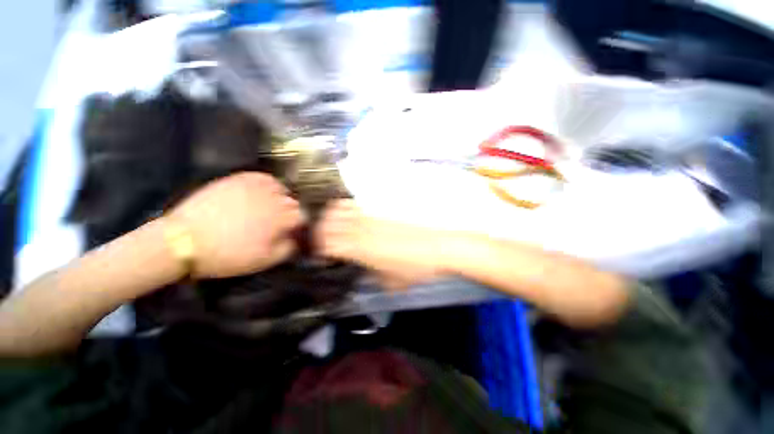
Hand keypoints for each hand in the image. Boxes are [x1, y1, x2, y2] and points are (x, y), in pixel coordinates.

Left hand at [167, 172, 303, 277]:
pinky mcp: (238, 180)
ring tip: (274, 206)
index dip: (299, 224)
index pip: (302, 216)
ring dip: (282, 198)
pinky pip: (263, 177)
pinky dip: (269, 183)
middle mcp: (273, 200)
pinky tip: (264, 191)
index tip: (293, 231)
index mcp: (280, 219)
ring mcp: (255, 188)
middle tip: (280, 223)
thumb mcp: (263, 261)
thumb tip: (296, 238)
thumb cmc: (227, 254)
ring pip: (281, 188)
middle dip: (291, 212)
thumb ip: (287, 249)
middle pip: (292, 202)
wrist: (184, 241)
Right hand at [315, 200, 445, 289]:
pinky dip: (346, 207)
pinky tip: (351, 215)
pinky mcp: (379, 208)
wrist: (437, 247)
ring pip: (338, 209)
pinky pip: (355, 204)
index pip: (326, 243)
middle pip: (327, 223)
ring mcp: (370, 216)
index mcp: (359, 250)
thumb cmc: (415, 269)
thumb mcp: (390, 281)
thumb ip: (371, 275)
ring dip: (331, 217)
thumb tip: (362, 268)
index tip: (322, 253)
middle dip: (320, 230)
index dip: (319, 248)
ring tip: (335, 225)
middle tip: (324, 239)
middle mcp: (359, 229)